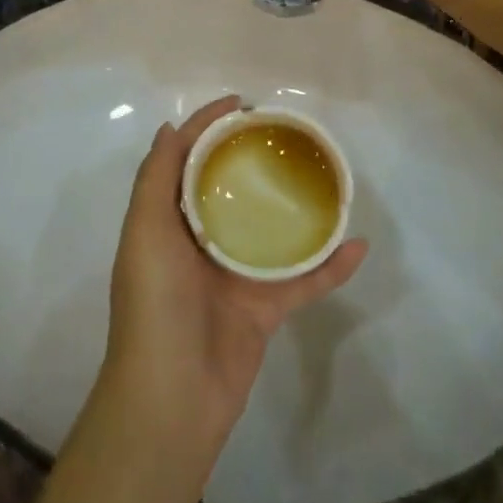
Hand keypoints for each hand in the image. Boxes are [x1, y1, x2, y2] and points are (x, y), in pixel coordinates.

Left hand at [104, 95, 366, 454]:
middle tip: (286, 134)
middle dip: (253, 159)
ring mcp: (234, 275)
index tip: (242, 103)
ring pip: (272, 231)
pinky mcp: (264, 309)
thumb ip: (157, 179)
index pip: (186, 160)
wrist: (172, 399)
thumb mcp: (145, 232)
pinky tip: (357, 246)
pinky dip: (330, 267)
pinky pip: (302, 280)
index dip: (207, 127)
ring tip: (326, 177)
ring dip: (296, 208)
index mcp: (168, 222)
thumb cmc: (154, 305)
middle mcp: (200, 242)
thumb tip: (170, 128)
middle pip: (231, 189)